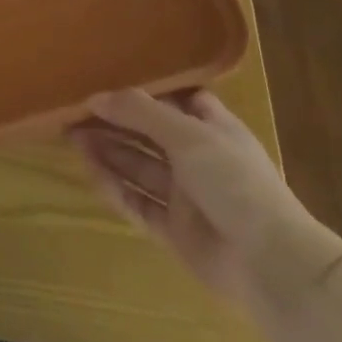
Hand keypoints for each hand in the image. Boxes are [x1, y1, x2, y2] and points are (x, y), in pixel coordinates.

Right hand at [71, 89, 341, 307]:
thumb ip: (139, 112)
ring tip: (70, 134)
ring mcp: (187, 196)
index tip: (109, 76)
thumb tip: (95, 96)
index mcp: (214, 129)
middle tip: (74, 109)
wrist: (271, 265)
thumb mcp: (187, 134)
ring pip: (139, 166)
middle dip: (114, 121)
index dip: (146, 89)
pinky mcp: (175, 230)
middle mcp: (199, 159)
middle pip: (149, 133)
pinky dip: (114, 187)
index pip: (177, 100)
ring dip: (108, 150)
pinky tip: (89, 170)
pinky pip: (138, 202)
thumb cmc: (235, 182)